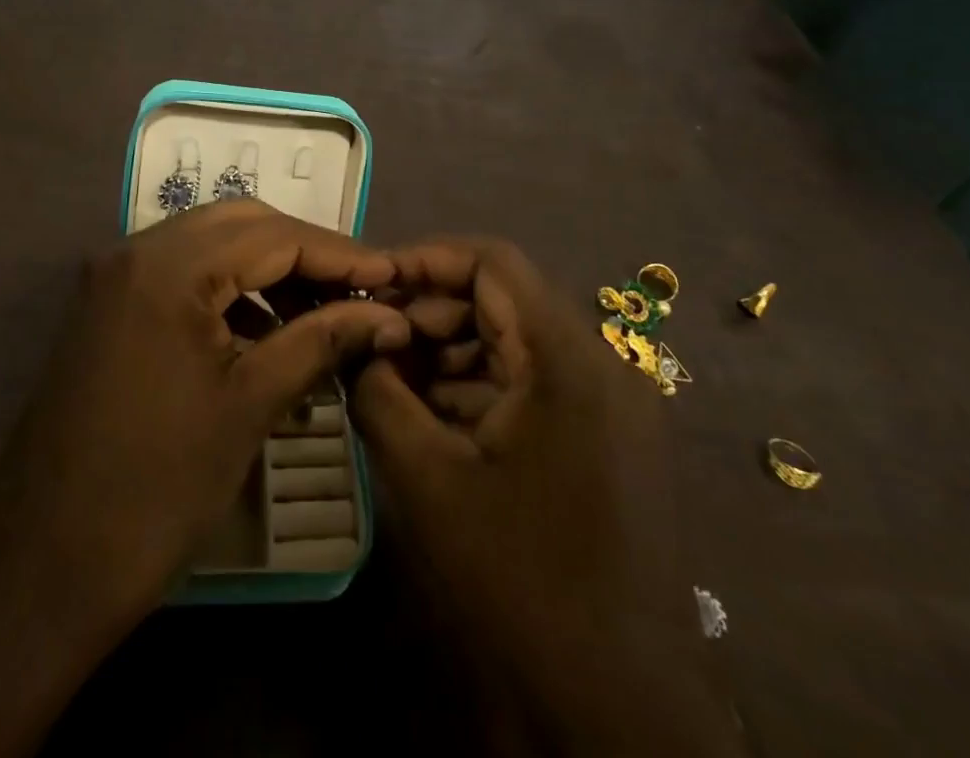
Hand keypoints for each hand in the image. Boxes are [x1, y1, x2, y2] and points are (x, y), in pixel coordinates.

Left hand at [0, 198, 408, 621]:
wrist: (41, 567)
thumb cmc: (156, 488)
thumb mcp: (251, 406)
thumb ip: (321, 341)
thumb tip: (387, 315)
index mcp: (169, 266)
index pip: (274, 235)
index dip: (340, 252)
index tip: (392, 275)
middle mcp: (137, 251)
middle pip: (241, 225)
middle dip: (305, 252)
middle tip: (358, 290)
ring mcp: (116, 277)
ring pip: (210, 245)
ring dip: (268, 270)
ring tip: (321, 314)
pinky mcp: (108, 306)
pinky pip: (182, 277)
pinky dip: (229, 293)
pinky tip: (265, 334)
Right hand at [354, 237, 740, 756]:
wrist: (618, 711)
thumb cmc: (519, 580)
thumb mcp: (427, 477)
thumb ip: (378, 391)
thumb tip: (351, 341)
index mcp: (568, 359)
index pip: (493, 262)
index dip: (426, 258)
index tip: (372, 281)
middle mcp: (601, 365)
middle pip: (503, 300)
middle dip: (431, 312)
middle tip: (373, 339)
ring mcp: (610, 406)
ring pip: (515, 343)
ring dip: (450, 352)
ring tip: (391, 379)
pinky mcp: (606, 441)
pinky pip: (533, 386)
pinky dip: (479, 388)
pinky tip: (431, 418)